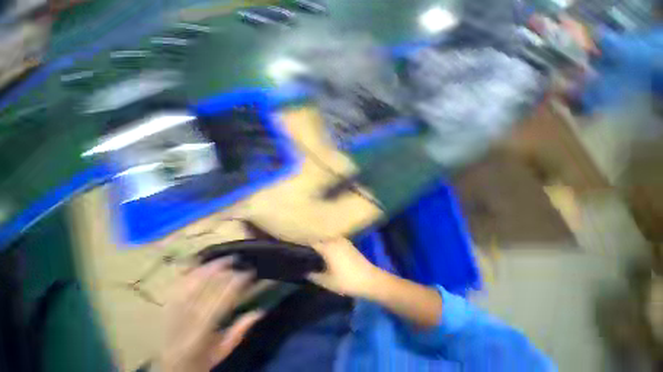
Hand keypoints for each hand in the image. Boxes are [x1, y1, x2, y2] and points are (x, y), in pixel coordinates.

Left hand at [156, 259, 262, 371]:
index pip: (221, 301)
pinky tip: (200, 263)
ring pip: (189, 281)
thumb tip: (260, 310)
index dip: (237, 283)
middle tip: (238, 260)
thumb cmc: (198, 363)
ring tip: (222, 258)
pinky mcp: (164, 307)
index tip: (250, 273)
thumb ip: (240, 331)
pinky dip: (189, 271)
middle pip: (203, 286)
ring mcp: (171, 312)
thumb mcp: (221, 352)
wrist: (168, 369)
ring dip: (207, 267)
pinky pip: (177, 284)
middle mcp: (184, 320)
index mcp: (199, 334)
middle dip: (223, 269)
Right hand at [307, 238, 378, 297]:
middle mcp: (334, 239)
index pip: (311, 239)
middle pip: (318, 237)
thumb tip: (303, 270)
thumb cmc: (346, 280)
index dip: (302, 242)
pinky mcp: (347, 243)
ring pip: (326, 237)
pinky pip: (333, 239)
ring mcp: (342, 240)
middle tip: (301, 249)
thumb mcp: (327, 281)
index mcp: (327, 246)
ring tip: (311, 250)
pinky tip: (325, 251)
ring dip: (319, 241)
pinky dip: (327, 243)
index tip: (294, 247)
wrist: (369, 279)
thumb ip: (312, 275)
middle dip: (310, 241)